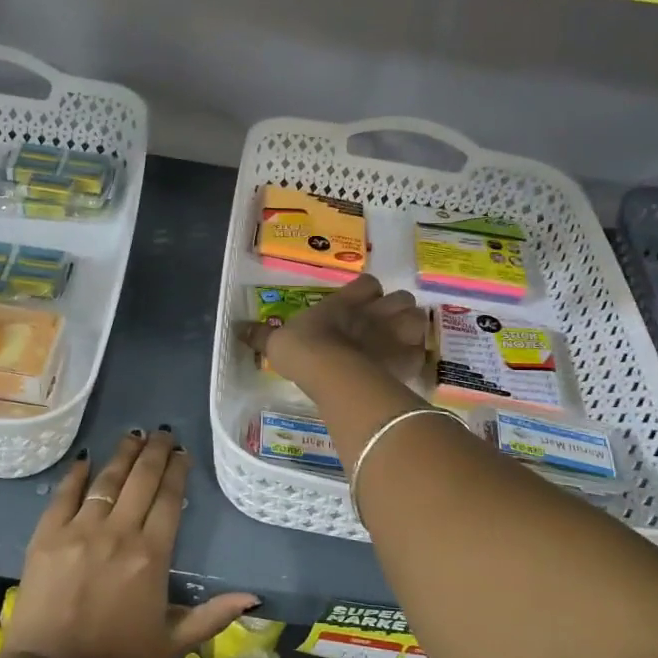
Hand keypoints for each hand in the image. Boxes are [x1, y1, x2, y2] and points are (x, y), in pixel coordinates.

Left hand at [6, 429, 256, 657]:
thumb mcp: (172, 642)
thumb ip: (213, 615)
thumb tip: (254, 599)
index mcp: (151, 555)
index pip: (169, 499)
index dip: (177, 471)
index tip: (182, 453)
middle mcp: (118, 533)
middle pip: (141, 480)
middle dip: (155, 452)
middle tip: (163, 433)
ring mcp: (80, 530)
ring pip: (107, 480)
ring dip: (123, 454)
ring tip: (134, 435)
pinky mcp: (47, 535)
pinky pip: (64, 494)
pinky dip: (76, 474)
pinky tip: (86, 458)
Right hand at [237, 274, 428, 390]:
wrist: (332, 373)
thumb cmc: (304, 350)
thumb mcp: (277, 342)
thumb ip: (262, 336)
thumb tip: (237, 329)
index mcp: (346, 301)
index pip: (368, 284)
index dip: (367, 292)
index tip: (362, 302)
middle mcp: (375, 312)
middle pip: (401, 298)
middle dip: (397, 309)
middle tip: (385, 325)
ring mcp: (395, 334)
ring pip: (418, 320)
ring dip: (412, 330)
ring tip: (402, 344)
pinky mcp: (407, 360)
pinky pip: (420, 356)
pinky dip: (415, 361)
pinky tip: (405, 370)